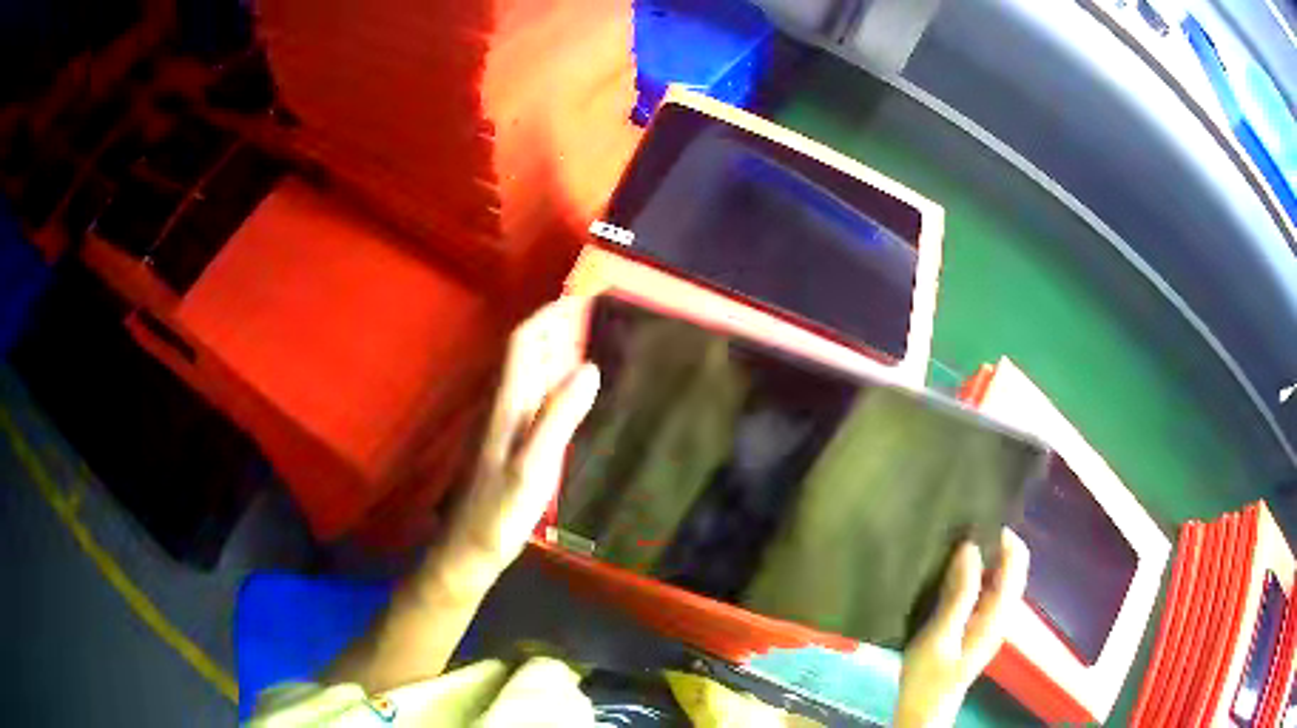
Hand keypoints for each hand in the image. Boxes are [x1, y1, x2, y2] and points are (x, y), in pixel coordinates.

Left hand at [443, 299, 599, 579]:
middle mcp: (504, 407)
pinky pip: (535, 398)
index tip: (578, 297)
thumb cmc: (500, 511)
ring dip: (555, 351)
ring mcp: (507, 426)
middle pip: (527, 354)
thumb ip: (559, 418)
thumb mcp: (533, 467)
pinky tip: (571, 391)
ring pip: (531, 374)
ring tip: (588, 340)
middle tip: (592, 314)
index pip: (524, 344)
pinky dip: (555, 381)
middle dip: (555, 328)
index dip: (548, 317)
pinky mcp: (512, 444)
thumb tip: (588, 368)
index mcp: (507, 406)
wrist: (471, 548)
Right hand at [894, 528, 1029, 727]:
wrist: (924, 709)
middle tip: (964, 528)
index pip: (1016, 564)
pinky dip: (975, 574)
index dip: (1006, 538)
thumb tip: (970, 548)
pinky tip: (951, 572)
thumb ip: (959, 594)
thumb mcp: (940, 635)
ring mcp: (991, 620)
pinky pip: (985, 589)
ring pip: (998, 577)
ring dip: (984, 558)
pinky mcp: (978, 625)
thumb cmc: (928, 677)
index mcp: (998, 615)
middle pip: (1011, 568)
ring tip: (955, 543)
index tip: (980, 518)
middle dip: (995, 544)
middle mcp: (1001, 613)